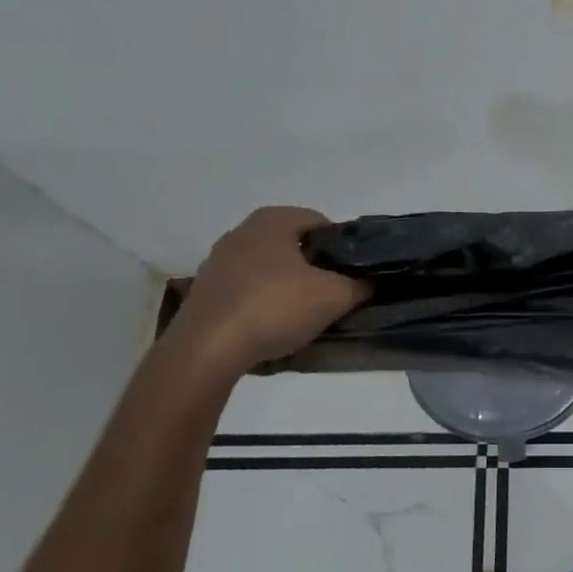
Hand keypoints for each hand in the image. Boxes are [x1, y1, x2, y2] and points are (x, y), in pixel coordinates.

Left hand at [166, 206, 370, 382]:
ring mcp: (217, 262)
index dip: (341, 247)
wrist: (206, 351)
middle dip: (313, 267)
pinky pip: (245, 291)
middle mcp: (242, 232)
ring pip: (268, 269)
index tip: (351, 273)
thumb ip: (359, 285)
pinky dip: (262, 304)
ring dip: (286, 287)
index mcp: (273, 220)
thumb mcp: (334, 296)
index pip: (320, 222)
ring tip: (303, 315)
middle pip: (292, 246)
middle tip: (332, 294)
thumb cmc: (274, 307)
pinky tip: (271, 328)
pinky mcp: (203, 293)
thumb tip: (368, 283)